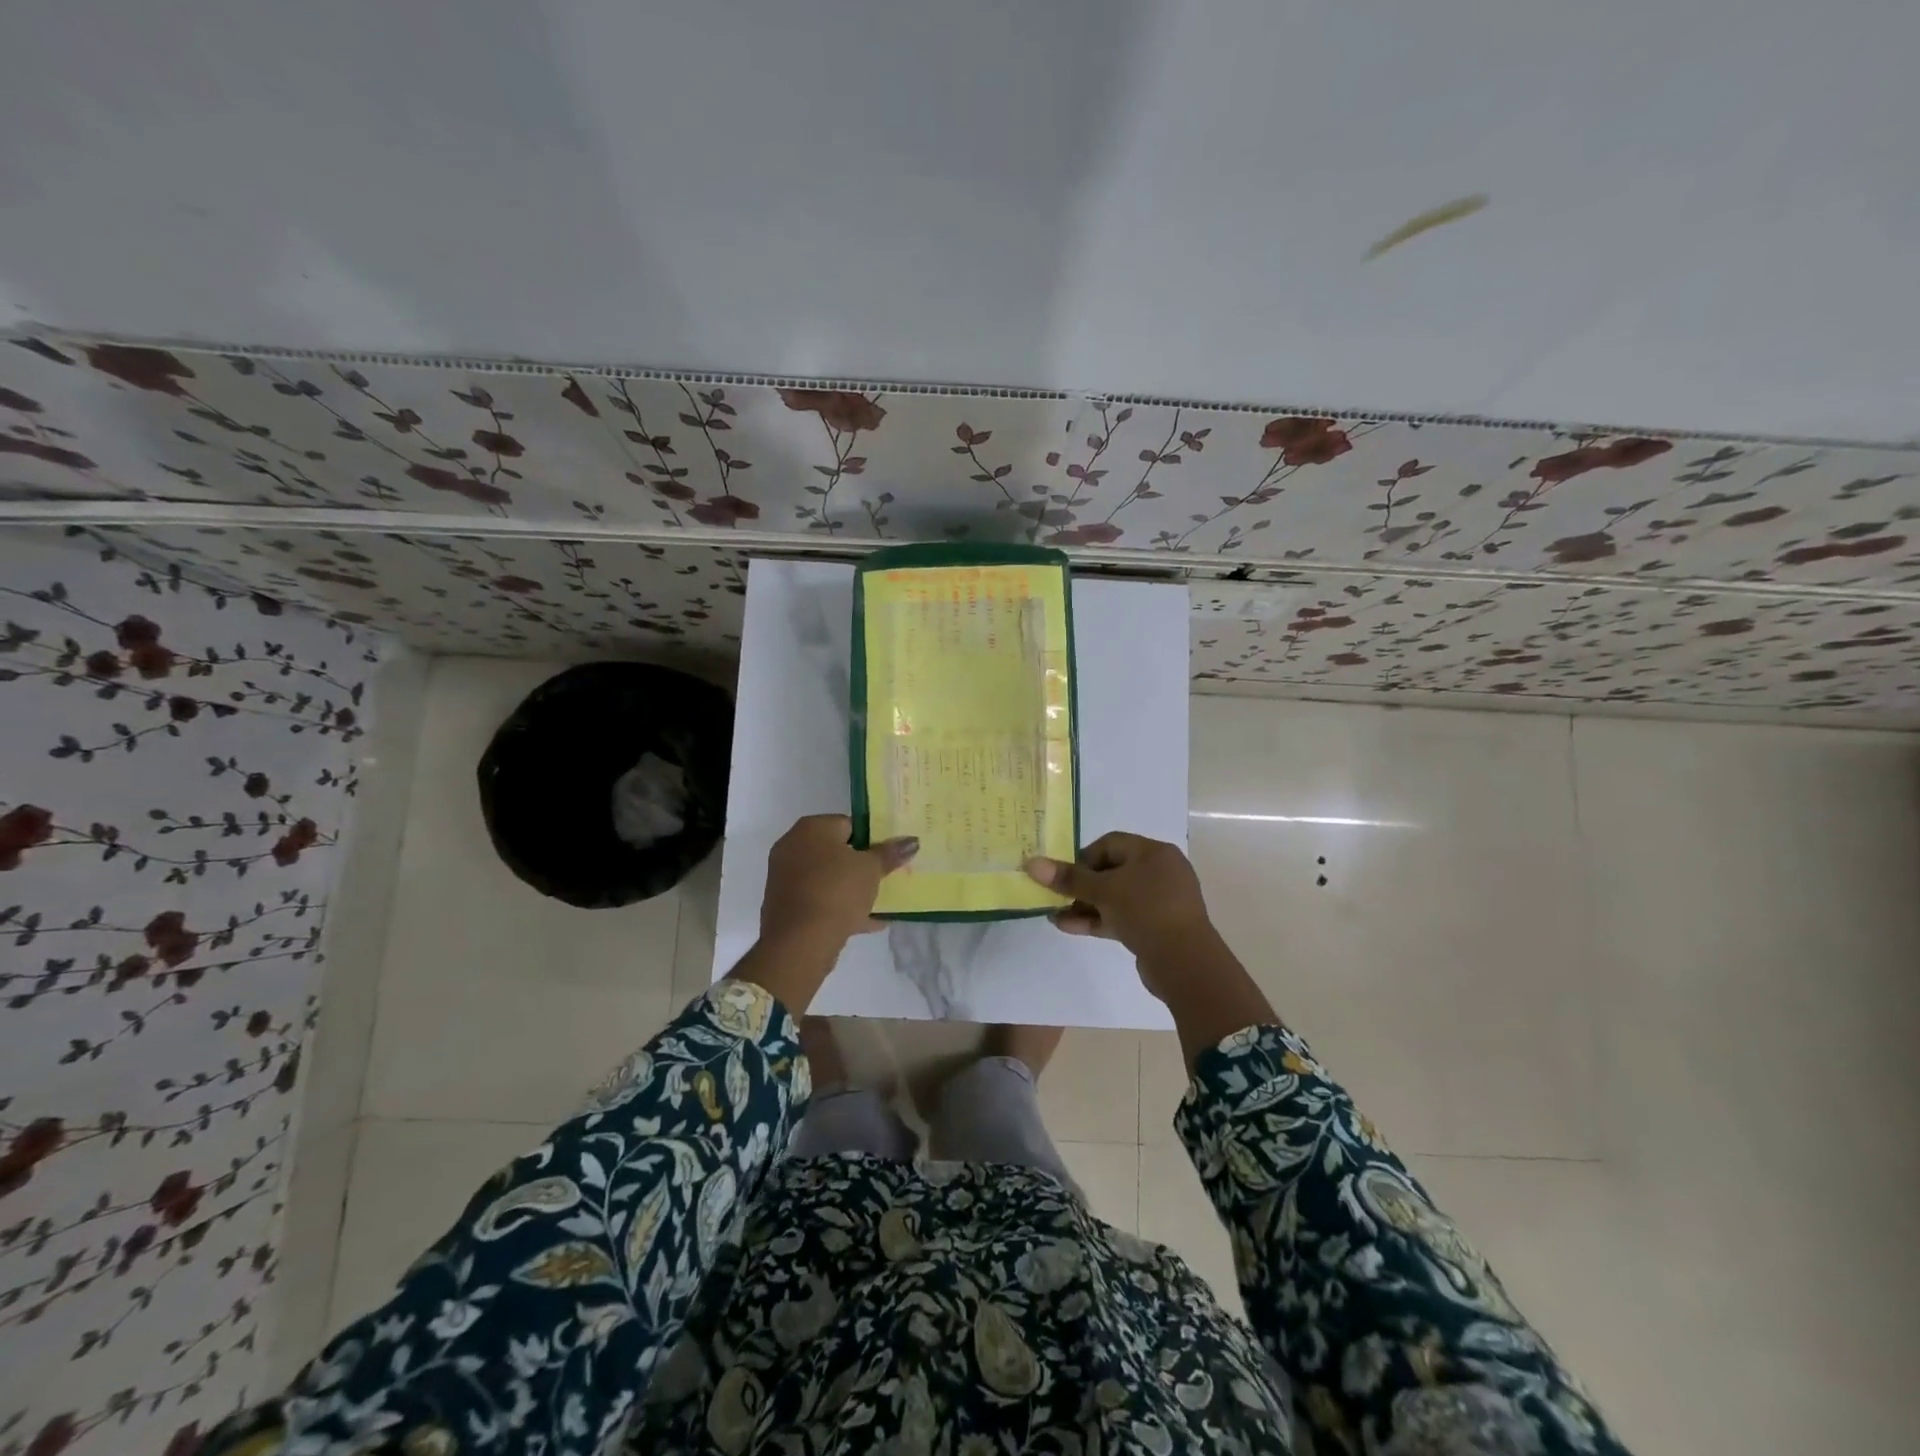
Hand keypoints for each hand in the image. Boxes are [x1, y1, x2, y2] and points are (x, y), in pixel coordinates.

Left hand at [760, 814, 917, 950]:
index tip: (887, 854)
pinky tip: (870, 922)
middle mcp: (793, 846)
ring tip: (881, 901)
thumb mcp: (872, 869)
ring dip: (852, 889)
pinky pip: (819, 901)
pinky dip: (841, 908)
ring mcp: (785, 878)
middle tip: (885, 876)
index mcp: (811, 828)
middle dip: (860, 865)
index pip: (847, 824)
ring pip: (827, 879)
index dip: (871, 838)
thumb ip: (890, 853)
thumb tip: (912, 841)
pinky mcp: (785, 906)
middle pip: (836, 852)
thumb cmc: (837, 890)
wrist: (800, 941)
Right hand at [1026, 833, 1218, 996]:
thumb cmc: (1145, 910)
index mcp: (1154, 853)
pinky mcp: (1156, 927)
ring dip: (1085, 905)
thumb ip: (1068, 878)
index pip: (1110, 844)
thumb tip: (1032, 863)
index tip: (1063, 874)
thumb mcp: (1103, 891)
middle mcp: (1160, 872)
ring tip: (1055, 915)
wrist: (1184, 962)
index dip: (1083, 857)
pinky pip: (1122, 916)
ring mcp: (1160, 901)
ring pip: (1115, 897)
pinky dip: (1098, 920)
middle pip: (1111, 871)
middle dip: (1080, 885)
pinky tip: (1069, 927)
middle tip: (1056, 896)